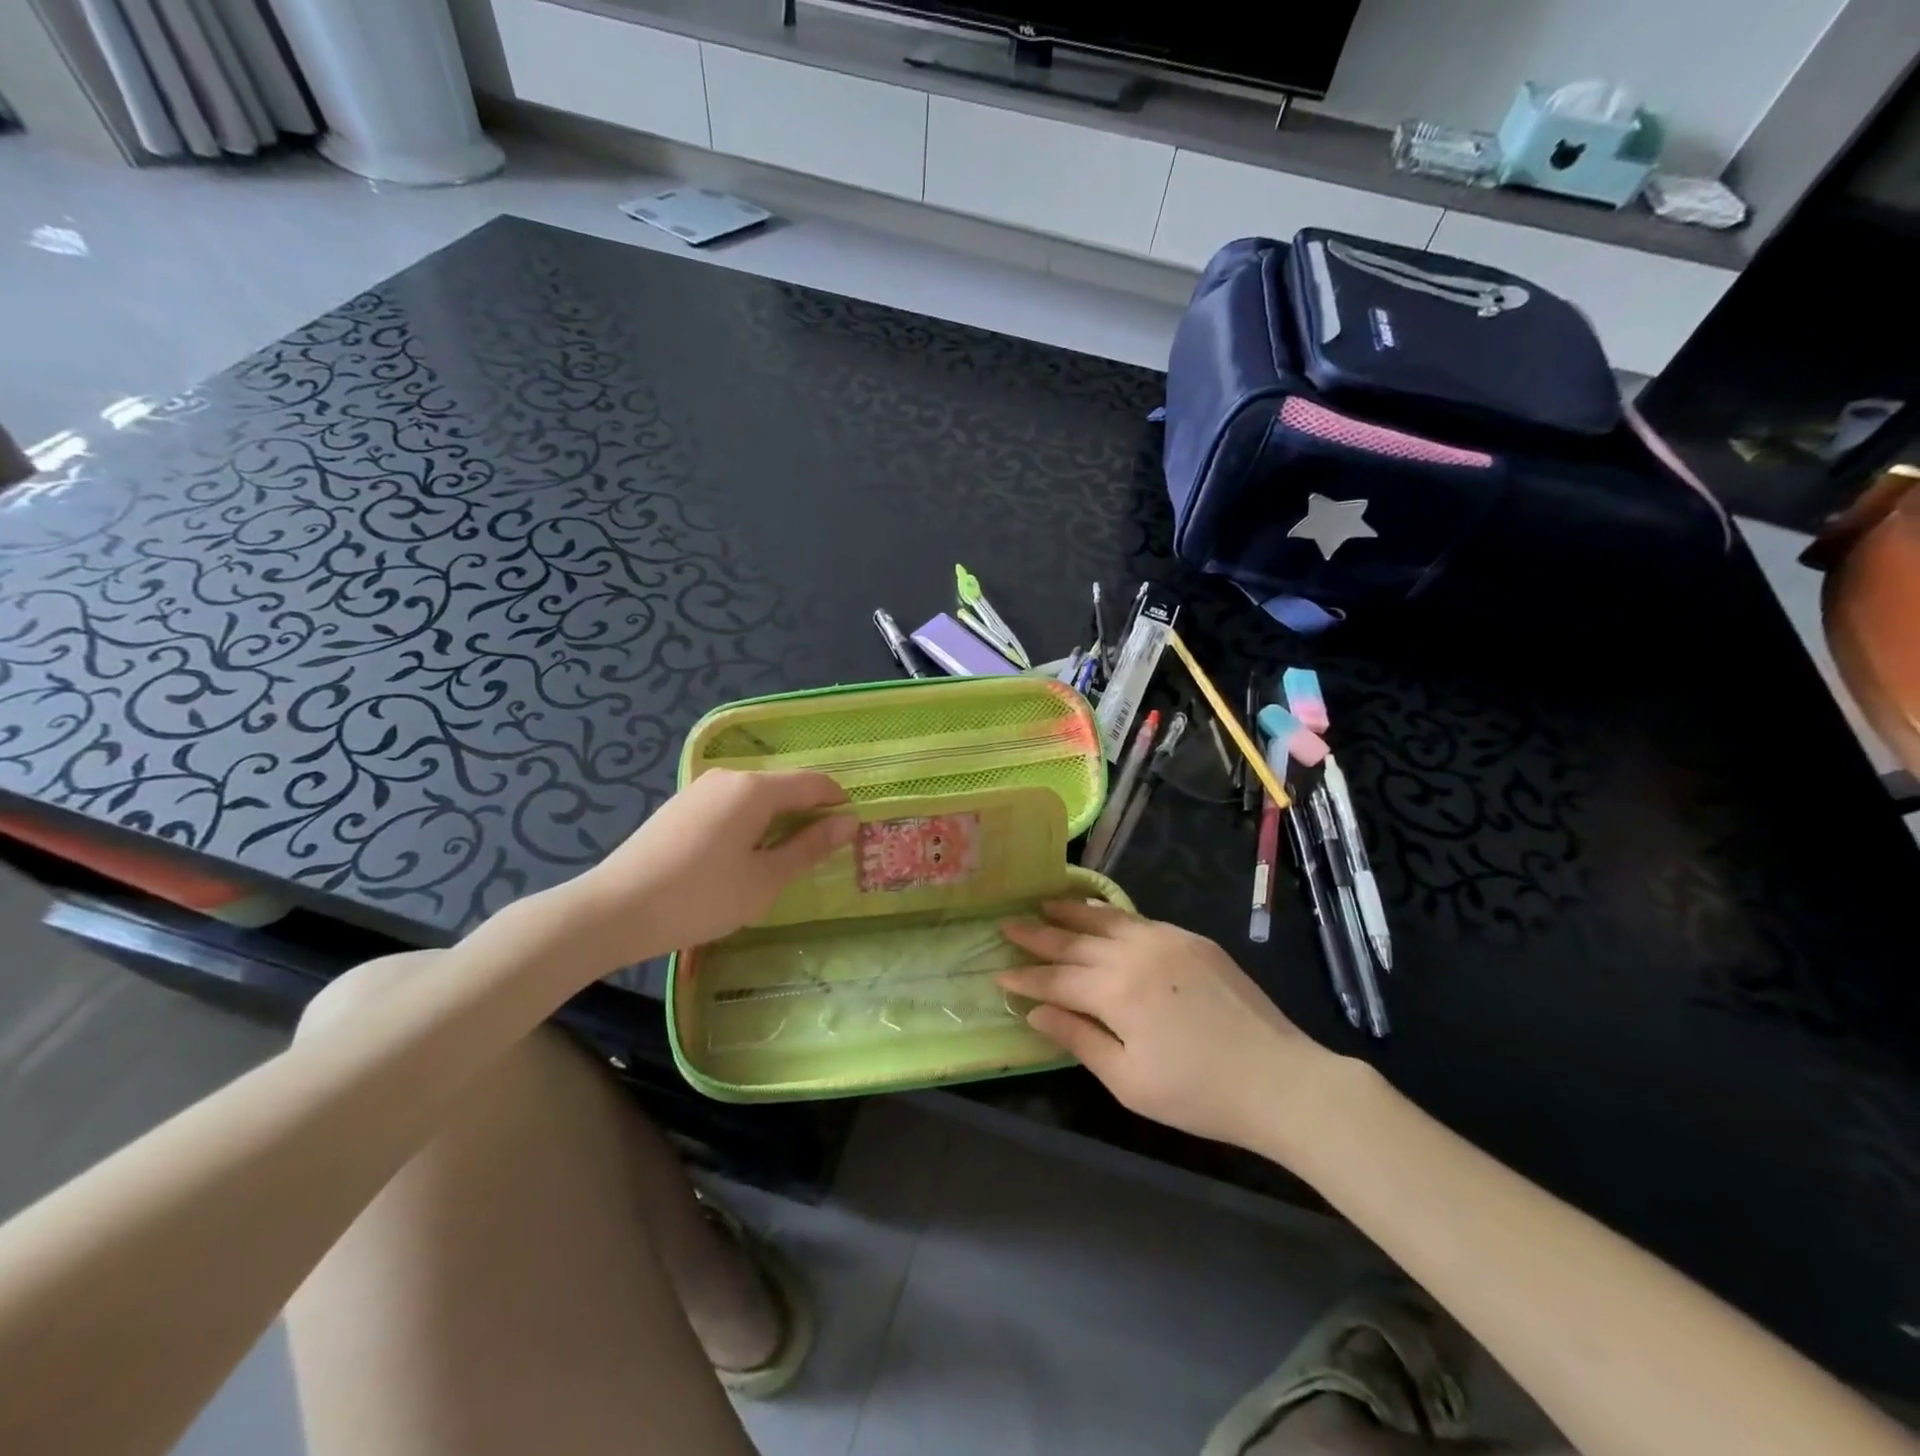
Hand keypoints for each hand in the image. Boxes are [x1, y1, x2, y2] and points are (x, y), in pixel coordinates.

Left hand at [575, 769, 854, 961]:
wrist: (612, 911)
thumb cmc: (700, 897)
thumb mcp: (764, 879)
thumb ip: (808, 848)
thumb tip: (848, 823)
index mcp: (754, 789)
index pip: (812, 782)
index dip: (837, 802)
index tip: (850, 832)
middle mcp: (728, 777)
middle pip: (783, 787)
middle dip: (807, 814)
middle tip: (817, 855)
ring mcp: (699, 790)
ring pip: (755, 797)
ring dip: (777, 821)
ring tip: (780, 861)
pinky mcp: (679, 807)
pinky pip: (730, 806)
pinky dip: (749, 824)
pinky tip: (740, 858)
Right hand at [998, 900, 1335, 1149]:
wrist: (1279, 1080)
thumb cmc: (1198, 1093)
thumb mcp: (1128, 1080)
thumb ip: (1078, 1038)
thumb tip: (1035, 1011)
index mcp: (1116, 991)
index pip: (1056, 978)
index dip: (1025, 977)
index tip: (998, 972)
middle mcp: (1135, 953)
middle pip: (1075, 939)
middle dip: (1038, 933)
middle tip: (1007, 922)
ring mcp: (1166, 940)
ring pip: (1106, 919)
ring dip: (1072, 912)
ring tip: (1045, 903)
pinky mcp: (1192, 939)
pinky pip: (1139, 918)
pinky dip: (1111, 914)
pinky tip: (1099, 912)